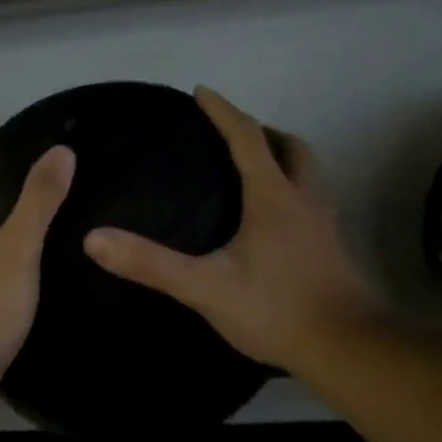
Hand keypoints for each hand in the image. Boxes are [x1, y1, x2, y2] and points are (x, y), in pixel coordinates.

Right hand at [82, 88, 377, 371]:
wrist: (347, 349)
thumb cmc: (276, 309)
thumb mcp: (206, 287)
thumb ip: (151, 264)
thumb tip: (94, 238)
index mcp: (273, 196)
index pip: (247, 137)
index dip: (223, 111)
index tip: (201, 92)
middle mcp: (304, 199)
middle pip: (290, 148)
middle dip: (261, 131)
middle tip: (232, 134)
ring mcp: (323, 224)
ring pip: (307, 173)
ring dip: (281, 159)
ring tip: (252, 169)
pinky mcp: (330, 248)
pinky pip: (310, 200)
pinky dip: (290, 190)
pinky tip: (270, 220)